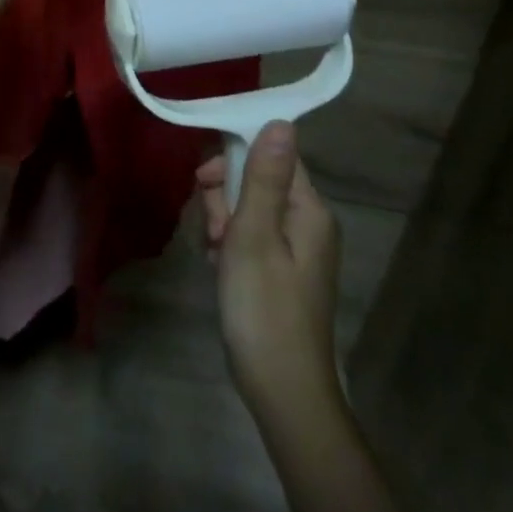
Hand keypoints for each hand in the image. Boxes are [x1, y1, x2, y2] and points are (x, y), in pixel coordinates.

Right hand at [198, 122, 341, 425]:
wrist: (281, 390)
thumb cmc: (263, 306)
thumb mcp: (254, 234)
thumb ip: (264, 177)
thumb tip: (280, 122)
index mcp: (309, 209)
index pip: (273, 154)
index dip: (235, 158)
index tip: (203, 181)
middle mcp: (308, 223)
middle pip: (258, 180)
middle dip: (224, 197)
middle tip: (213, 231)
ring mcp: (297, 249)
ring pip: (248, 209)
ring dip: (222, 222)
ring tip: (214, 254)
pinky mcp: (282, 271)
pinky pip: (250, 237)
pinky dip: (229, 245)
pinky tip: (217, 266)